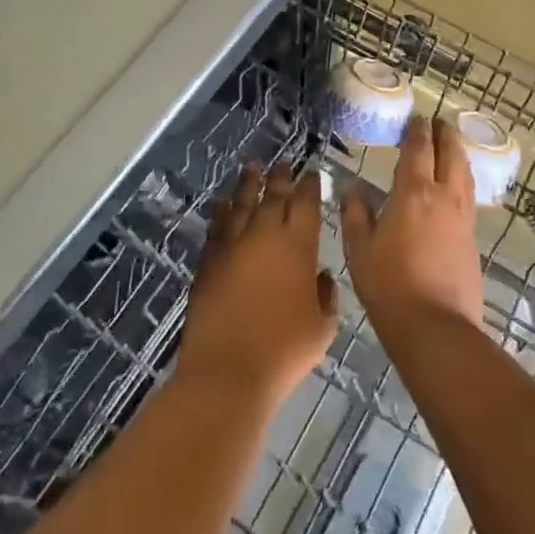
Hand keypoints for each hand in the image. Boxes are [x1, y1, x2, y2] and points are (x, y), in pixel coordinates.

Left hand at [179, 162, 338, 408]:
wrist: (228, 371)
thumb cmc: (285, 351)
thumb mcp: (323, 327)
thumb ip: (325, 296)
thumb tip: (320, 276)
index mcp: (298, 246)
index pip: (305, 204)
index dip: (310, 185)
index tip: (312, 173)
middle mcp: (264, 236)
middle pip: (273, 196)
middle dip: (280, 177)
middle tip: (284, 162)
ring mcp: (232, 246)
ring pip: (241, 204)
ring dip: (248, 184)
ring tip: (252, 168)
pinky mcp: (208, 261)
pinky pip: (217, 226)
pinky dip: (222, 211)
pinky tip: (224, 203)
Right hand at [342, 115, 485, 338]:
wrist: (435, 327)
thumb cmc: (389, 285)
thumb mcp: (359, 249)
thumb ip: (356, 214)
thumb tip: (352, 189)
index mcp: (414, 193)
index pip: (419, 150)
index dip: (418, 130)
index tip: (417, 117)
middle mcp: (444, 197)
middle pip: (451, 155)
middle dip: (445, 135)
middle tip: (439, 123)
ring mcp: (463, 218)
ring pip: (465, 174)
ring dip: (458, 155)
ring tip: (451, 148)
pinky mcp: (473, 239)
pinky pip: (469, 197)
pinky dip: (463, 181)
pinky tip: (457, 188)